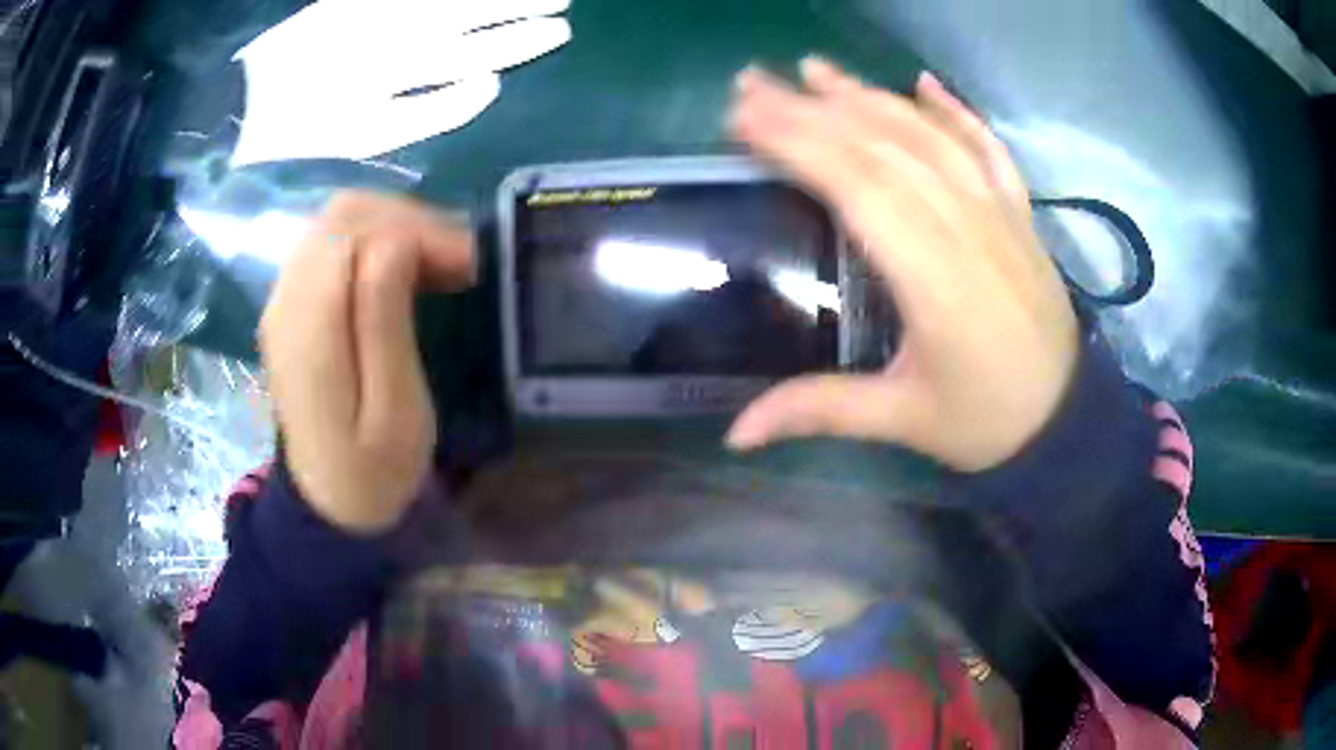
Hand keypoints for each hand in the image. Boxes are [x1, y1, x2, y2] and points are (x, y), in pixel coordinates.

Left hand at [231, 0, 571, 165]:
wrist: (246, 99)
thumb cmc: (307, 125)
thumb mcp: (368, 135)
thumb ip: (432, 111)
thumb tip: (490, 83)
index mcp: (403, 69)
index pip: (479, 49)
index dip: (521, 40)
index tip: (558, 31)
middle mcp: (398, 33)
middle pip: (473, 14)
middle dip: (522, 7)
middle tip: (564, 3)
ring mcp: (381, 11)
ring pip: (451, 0)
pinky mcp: (358, 1)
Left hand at [259, 191, 474, 532]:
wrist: (326, 502)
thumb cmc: (372, 470)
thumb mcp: (395, 412)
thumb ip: (384, 322)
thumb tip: (396, 244)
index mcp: (308, 328)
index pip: (357, 233)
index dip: (417, 232)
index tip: (469, 265)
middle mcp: (285, 298)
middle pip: (344, 213)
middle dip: (410, 220)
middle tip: (459, 259)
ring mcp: (282, 296)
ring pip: (338, 219)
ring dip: (395, 225)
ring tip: (438, 262)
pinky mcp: (291, 302)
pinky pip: (331, 241)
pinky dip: (374, 240)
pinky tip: (403, 269)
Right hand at [726, 58, 1078, 471]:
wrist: (1068, 421)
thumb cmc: (987, 422)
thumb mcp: (904, 421)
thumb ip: (821, 411)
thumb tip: (735, 434)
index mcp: (936, 279)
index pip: (860, 187)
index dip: (800, 143)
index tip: (744, 116)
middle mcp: (968, 228)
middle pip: (885, 149)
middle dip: (813, 109)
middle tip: (752, 82)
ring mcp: (999, 213)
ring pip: (929, 137)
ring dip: (869, 96)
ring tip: (815, 69)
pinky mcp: (1019, 214)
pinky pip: (987, 148)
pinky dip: (957, 111)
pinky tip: (925, 82)